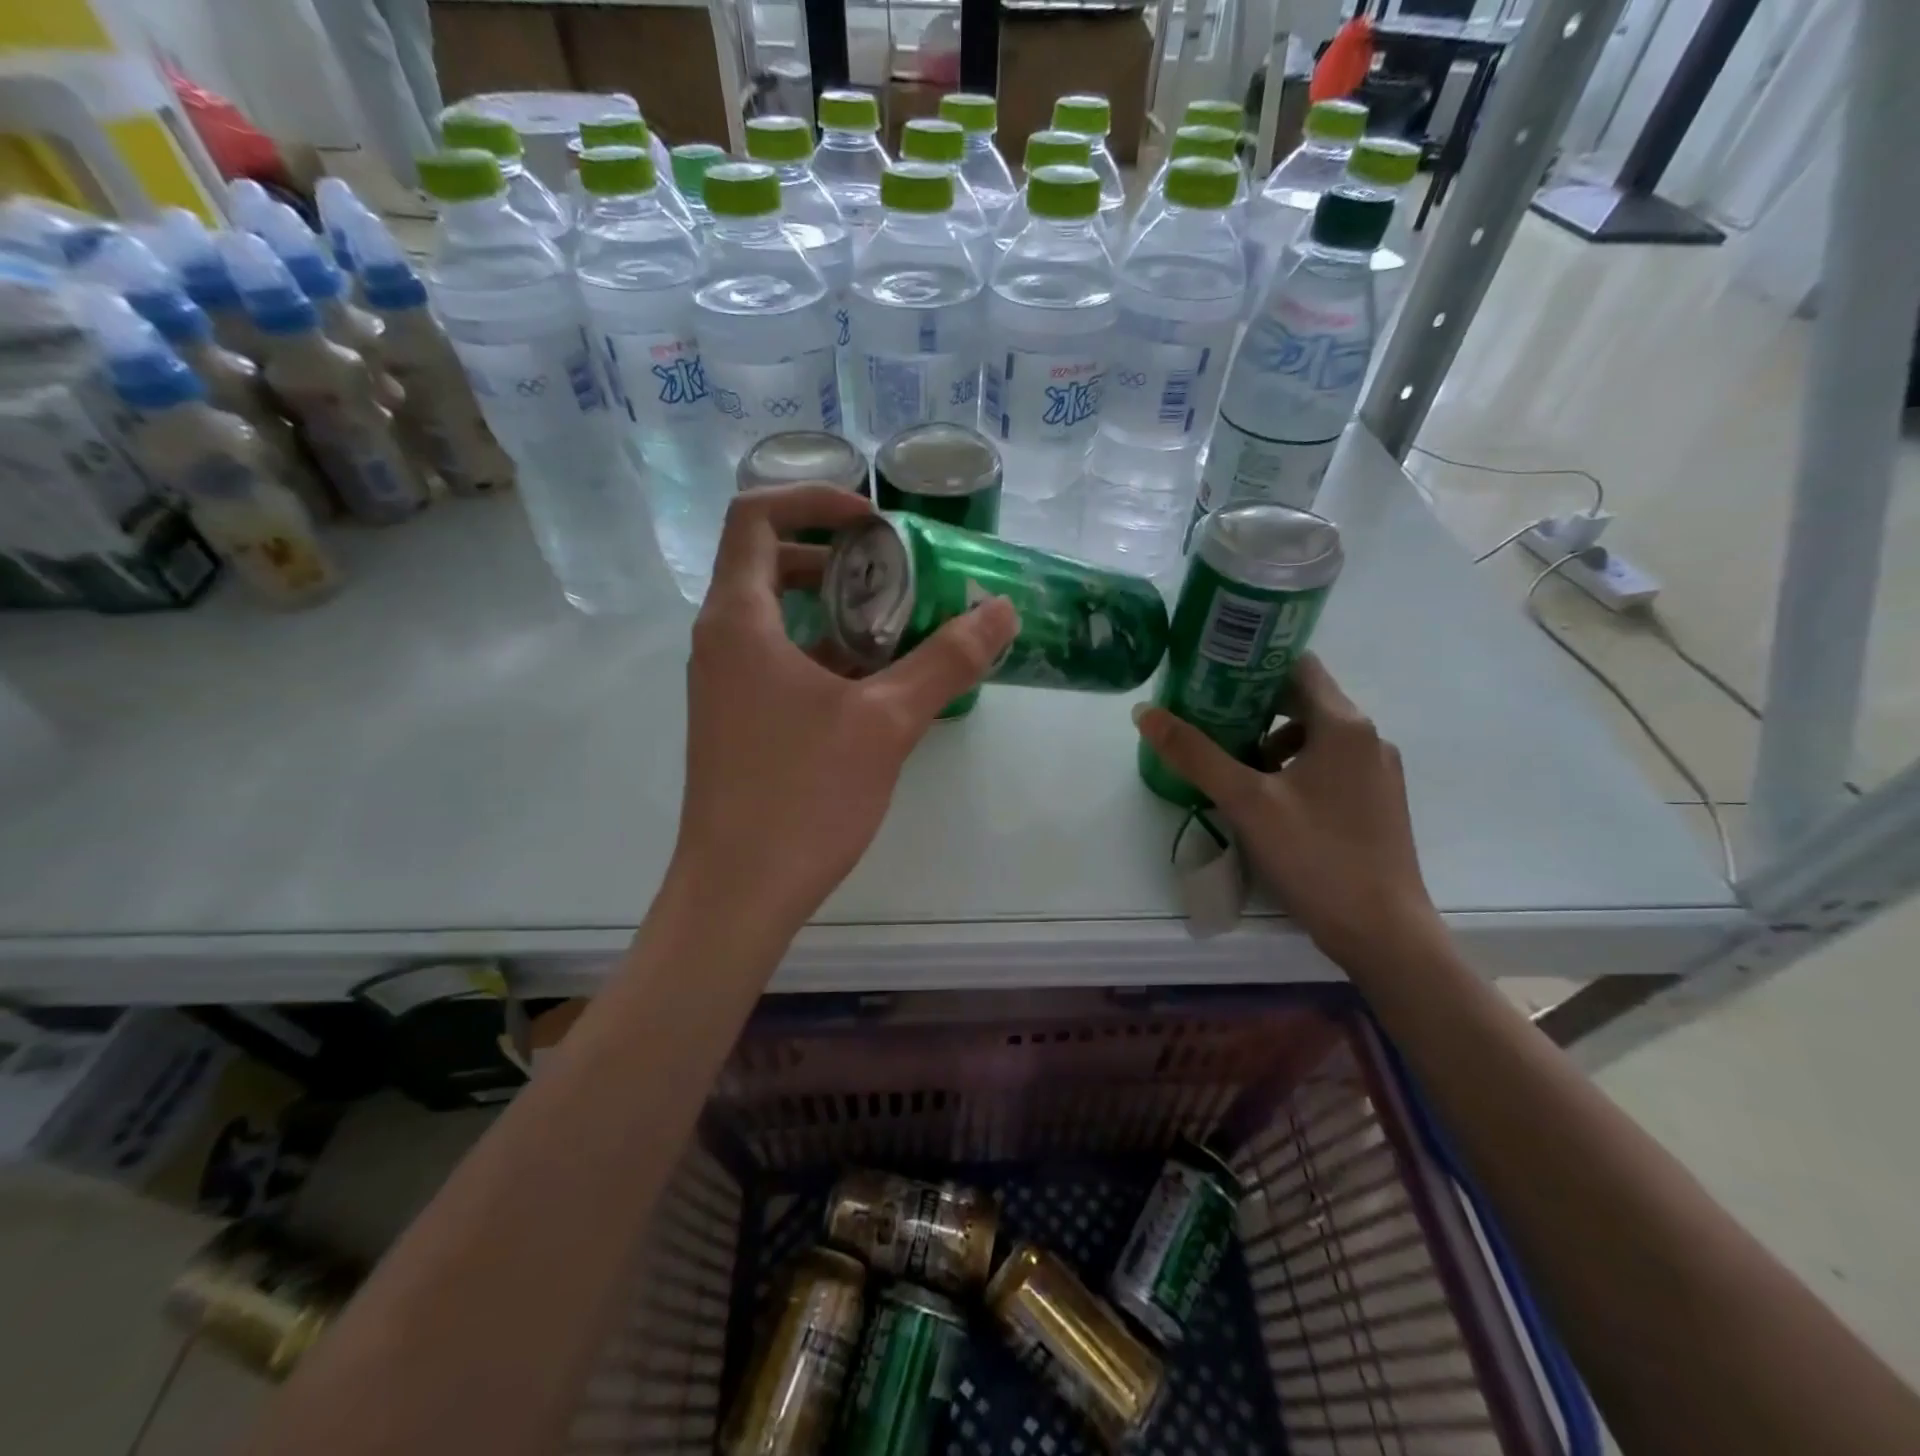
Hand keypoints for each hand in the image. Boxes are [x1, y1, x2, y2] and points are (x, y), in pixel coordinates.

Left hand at [670, 485, 1019, 936]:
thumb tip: (1001, 610)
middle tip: (895, 574)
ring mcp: (724, 684)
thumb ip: (945, 661)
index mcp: (740, 621)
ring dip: (833, 609)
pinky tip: (875, 685)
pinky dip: (823, 652)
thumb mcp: (886, 722)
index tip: (875, 526)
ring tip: (897, 627)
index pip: (755, 516)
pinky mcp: (737, 720)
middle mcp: (720, 641)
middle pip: (767, 562)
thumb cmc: (802, 796)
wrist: (739, 891)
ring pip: (775, 616)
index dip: (814, 501)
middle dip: (833, 556)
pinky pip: (777, 660)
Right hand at [1133, 654, 1443, 973]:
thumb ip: (1194, 754)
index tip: (1209, 677)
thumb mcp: (1245, 801)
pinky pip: (1328, 765)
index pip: (1296, 664)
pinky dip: (1293, 768)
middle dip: (1252, 707)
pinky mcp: (1376, 803)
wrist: (1383, 933)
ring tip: (1231, 766)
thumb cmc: (1315, 856)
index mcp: (1343, 725)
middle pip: (1303, 700)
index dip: (1251, 664)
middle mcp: (1368, 738)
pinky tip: (1267, 801)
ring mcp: (1377, 772)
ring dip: (1271, 741)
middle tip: (1206, 720)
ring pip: (1314, 736)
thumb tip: (1145, 712)